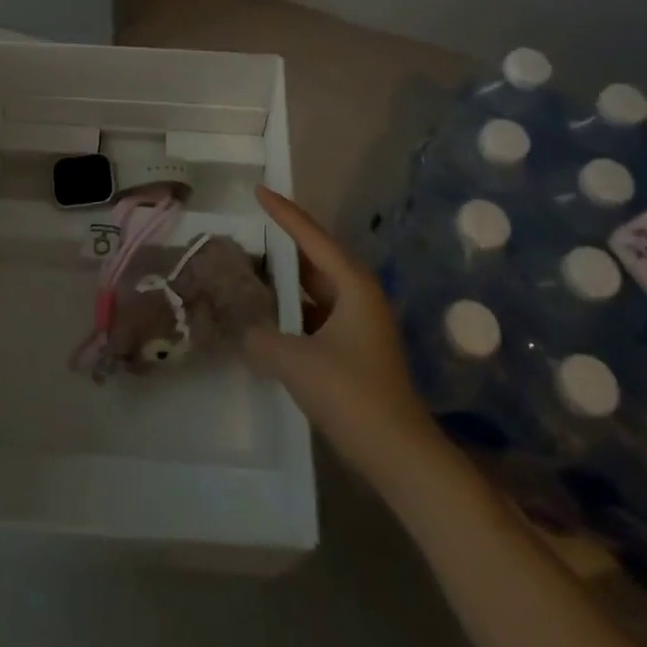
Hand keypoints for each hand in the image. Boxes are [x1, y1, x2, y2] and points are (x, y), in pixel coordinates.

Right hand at [244, 186, 437, 473]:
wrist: (401, 456)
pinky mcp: (355, 350)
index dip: (283, 212)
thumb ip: (262, 339)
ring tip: (249, 270)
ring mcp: (360, 324)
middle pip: (314, 258)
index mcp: (353, 284)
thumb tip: (245, 332)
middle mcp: (359, 295)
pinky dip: (293, 312)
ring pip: (315, 290)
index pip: (311, 236)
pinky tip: (268, 318)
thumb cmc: (352, 395)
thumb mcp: (297, 363)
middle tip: (247, 229)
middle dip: (281, 245)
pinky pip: (317, 316)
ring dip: (286, 282)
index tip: (259, 190)